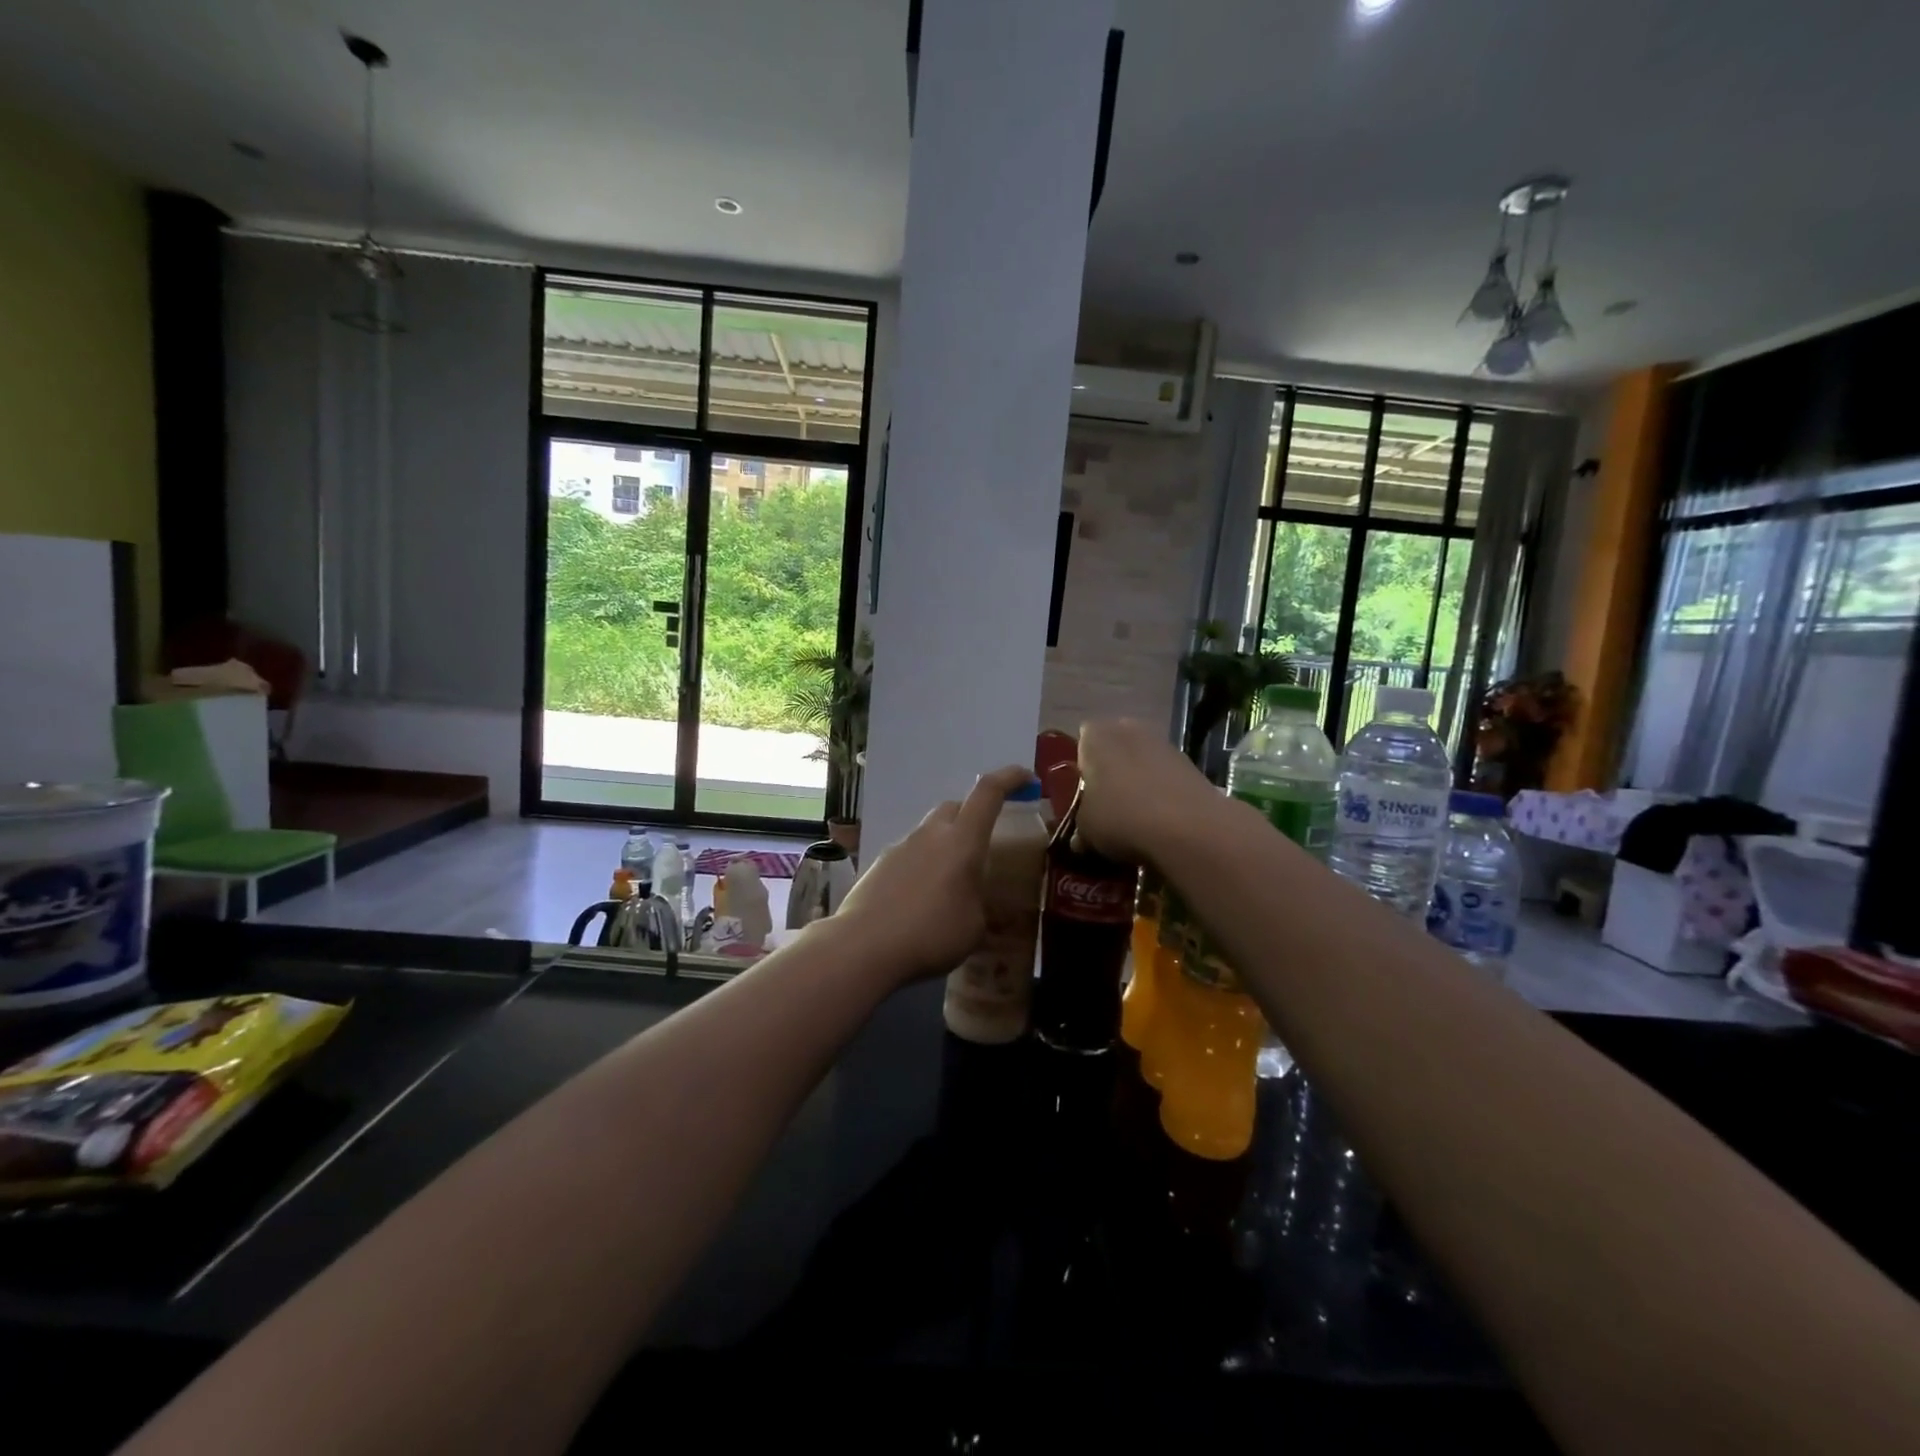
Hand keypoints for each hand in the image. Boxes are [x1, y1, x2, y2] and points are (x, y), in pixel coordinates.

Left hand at [835, 765, 1034, 984]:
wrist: (864, 946)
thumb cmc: (932, 934)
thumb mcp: (974, 927)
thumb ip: (980, 905)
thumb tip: (975, 904)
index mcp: (962, 841)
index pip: (989, 792)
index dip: (1010, 779)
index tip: (1027, 779)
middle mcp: (931, 834)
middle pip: (956, 807)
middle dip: (974, 815)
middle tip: (985, 843)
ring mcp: (901, 847)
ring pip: (930, 832)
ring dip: (945, 845)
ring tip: (952, 882)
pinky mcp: (879, 865)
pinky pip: (910, 855)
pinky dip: (922, 866)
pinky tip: (922, 899)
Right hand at [1075, 719, 1220, 863]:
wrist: (1189, 829)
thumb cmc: (1121, 818)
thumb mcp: (1085, 829)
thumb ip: (1080, 824)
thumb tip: (1081, 837)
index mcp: (1096, 736)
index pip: (1081, 742)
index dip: (1081, 768)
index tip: (1082, 795)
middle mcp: (1129, 729)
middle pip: (1114, 747)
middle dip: (1111, 771)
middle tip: (1106, 804)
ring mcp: (1164, 743)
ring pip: (1142, 761)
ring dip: (1139, 781)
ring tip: (1136, 817)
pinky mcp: (1191, 763)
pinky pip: (1166, 776)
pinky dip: (1163, 792)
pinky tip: (1162, 820)